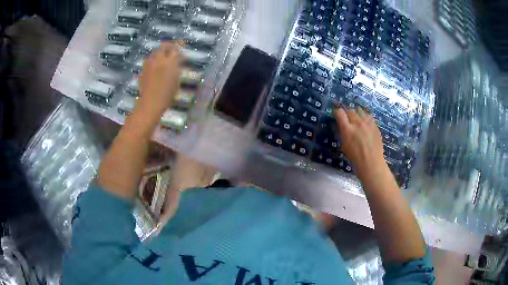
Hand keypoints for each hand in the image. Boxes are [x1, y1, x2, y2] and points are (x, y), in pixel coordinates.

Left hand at [137, 41, 182, 116]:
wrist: (150, 102)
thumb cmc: (167, 94)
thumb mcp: (177, 81)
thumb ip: (177, 68)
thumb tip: (177, 62)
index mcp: (170, 61)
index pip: (175, 49)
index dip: (179, 47)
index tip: (182, 48)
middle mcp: (159, 59)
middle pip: (163, 46)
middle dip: (169, 45)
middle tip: (172, 48)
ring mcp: (149, 64)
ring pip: (155, 52)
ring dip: (160, 51)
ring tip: (163, 55)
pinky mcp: (143, 69)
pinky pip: (149, 60)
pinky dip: (153, 59)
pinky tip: (155, 64)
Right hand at [334, 107, 386, 179]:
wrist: (372, 163)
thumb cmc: (355, 158)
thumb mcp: (344, 146)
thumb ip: (341, 133)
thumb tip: (338, 125)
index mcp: (347, 129)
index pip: (339, 113)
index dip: (337, 113)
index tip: (337, 115)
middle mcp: (357, 123)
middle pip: (350, 110)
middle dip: (347, 113)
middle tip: (347, 119)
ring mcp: (367, 123)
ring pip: (360, 110)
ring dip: (356, 113)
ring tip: (356, 119)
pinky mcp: (375, 125)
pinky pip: (368, 115)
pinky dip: (365, 117)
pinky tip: (365, 123)